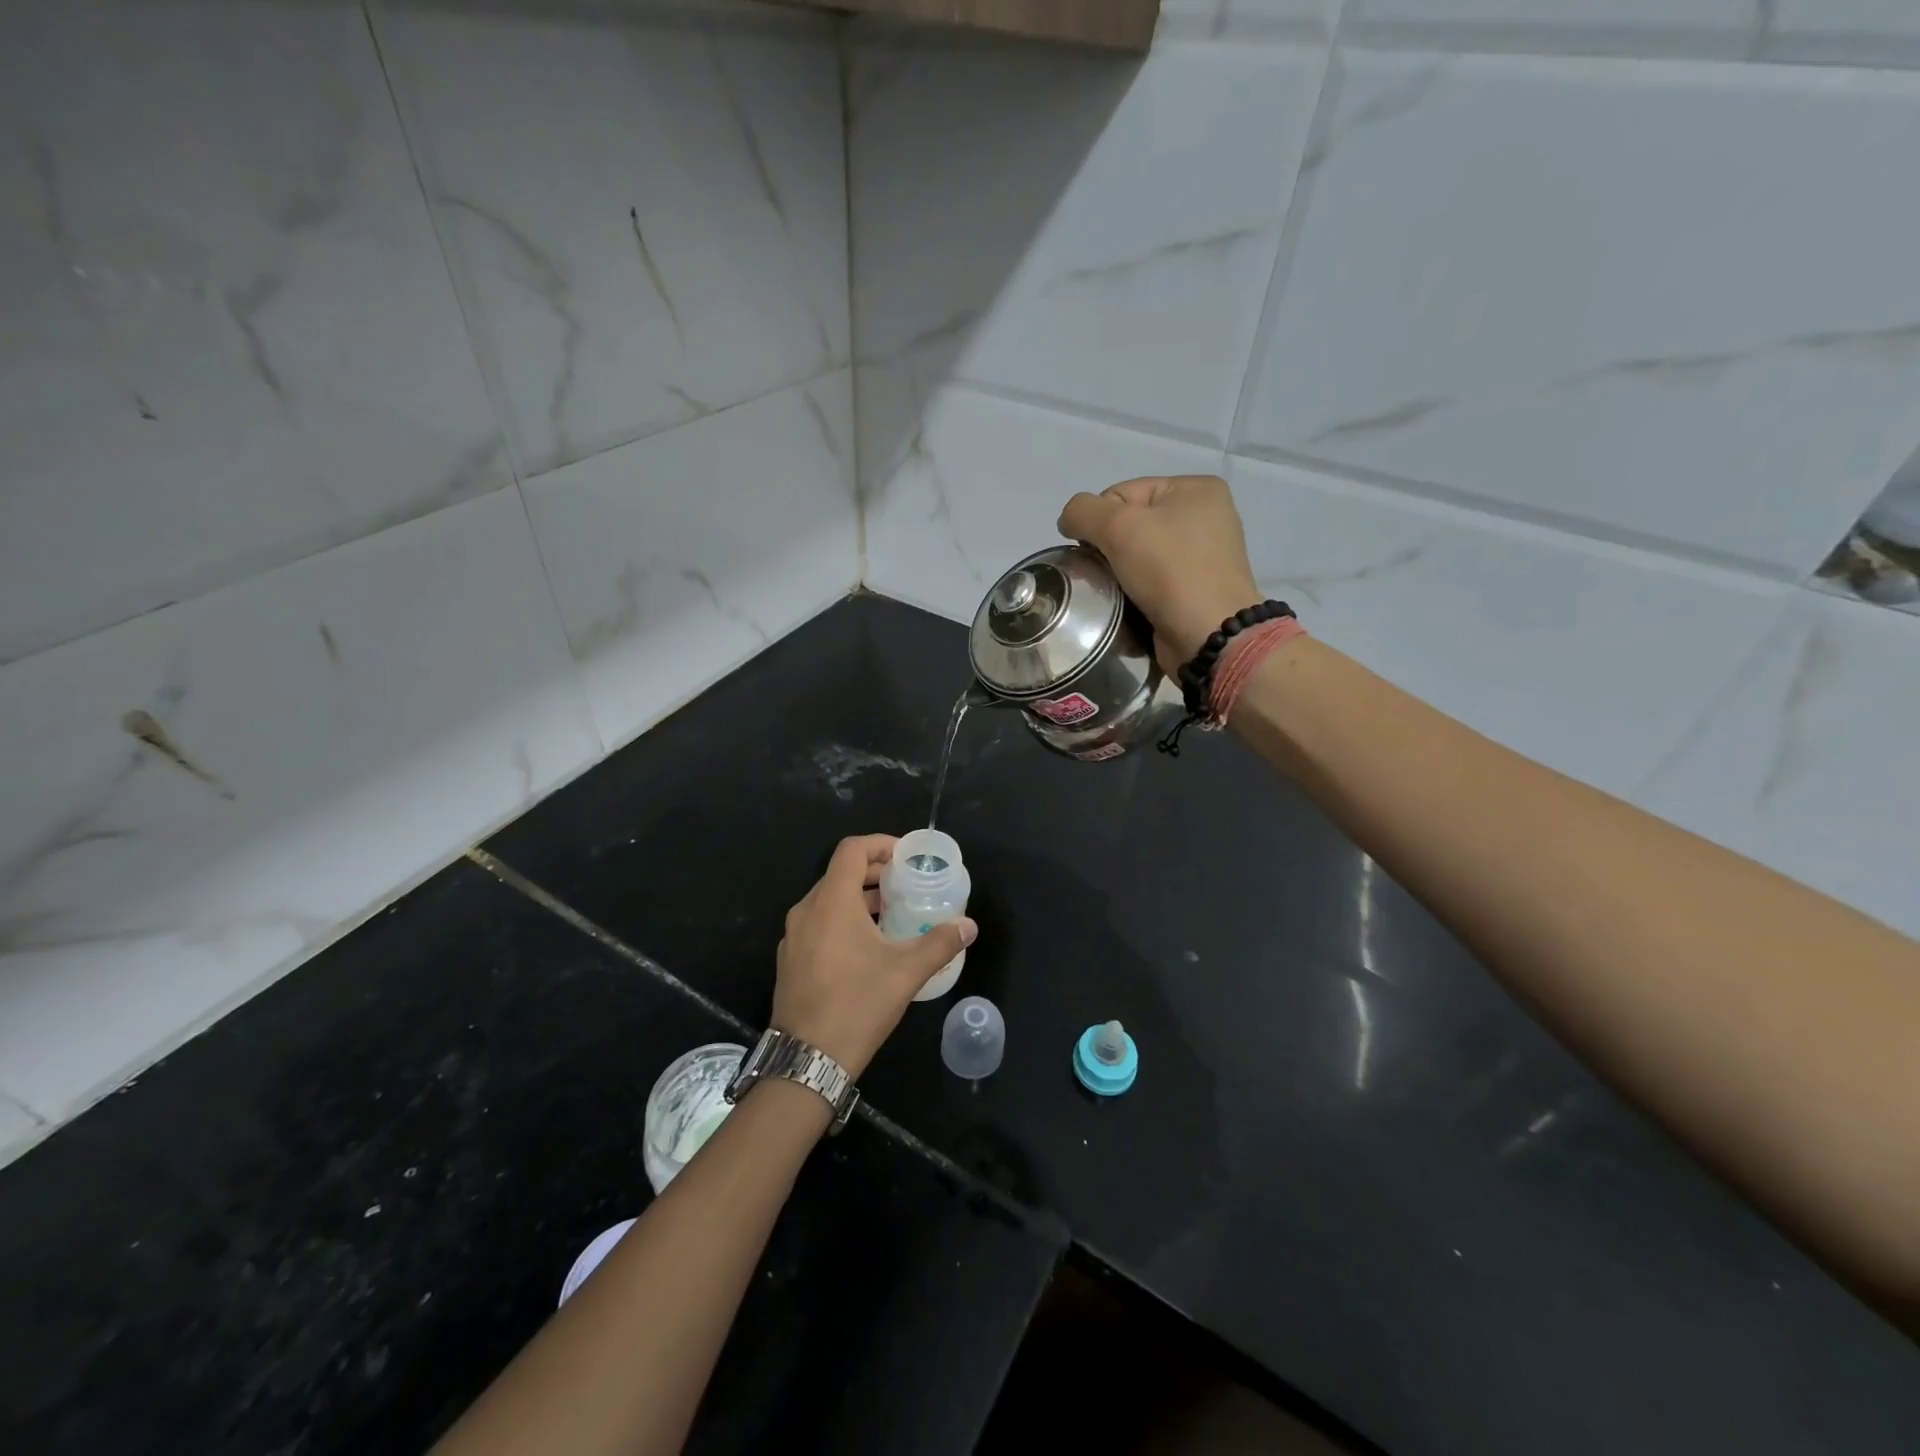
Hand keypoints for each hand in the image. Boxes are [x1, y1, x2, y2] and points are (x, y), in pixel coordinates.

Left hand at [772, 835, 977, 1080]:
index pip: (852, 850)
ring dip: (860, 898)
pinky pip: (818, 923)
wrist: (806, 1060)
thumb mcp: (906, 972)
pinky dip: (843, 920)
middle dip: (875, 873)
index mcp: (831, 902)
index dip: (880, 844)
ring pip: (828, 900)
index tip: (906, 857)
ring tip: (892, 914)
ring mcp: (793, 936)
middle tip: (906, 884)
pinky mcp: (790, 959)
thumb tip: (969, 926)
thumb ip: (940, 943)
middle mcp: (806, 911)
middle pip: (840, 873)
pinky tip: (867, 947)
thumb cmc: (857, 1005)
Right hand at [1058, 475, 1260, 669]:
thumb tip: (1068, 521)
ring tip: (1114, 590)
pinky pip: (1151, 580)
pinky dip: (1135, 590)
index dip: (1099, 520)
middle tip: (1103, 573)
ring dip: (1118, 571)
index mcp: (1197, 489)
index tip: (1098, 551)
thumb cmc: (1169, 571)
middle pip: (1130, 523)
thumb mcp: (1118, 526)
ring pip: (1138, 554)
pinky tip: (1129, 603)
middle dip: (1108, 547)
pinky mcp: (1196, 589)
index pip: (1122, 493)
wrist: (1208, 636)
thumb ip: (1082, 511)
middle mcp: (1205, 517)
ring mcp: (1204, 555)